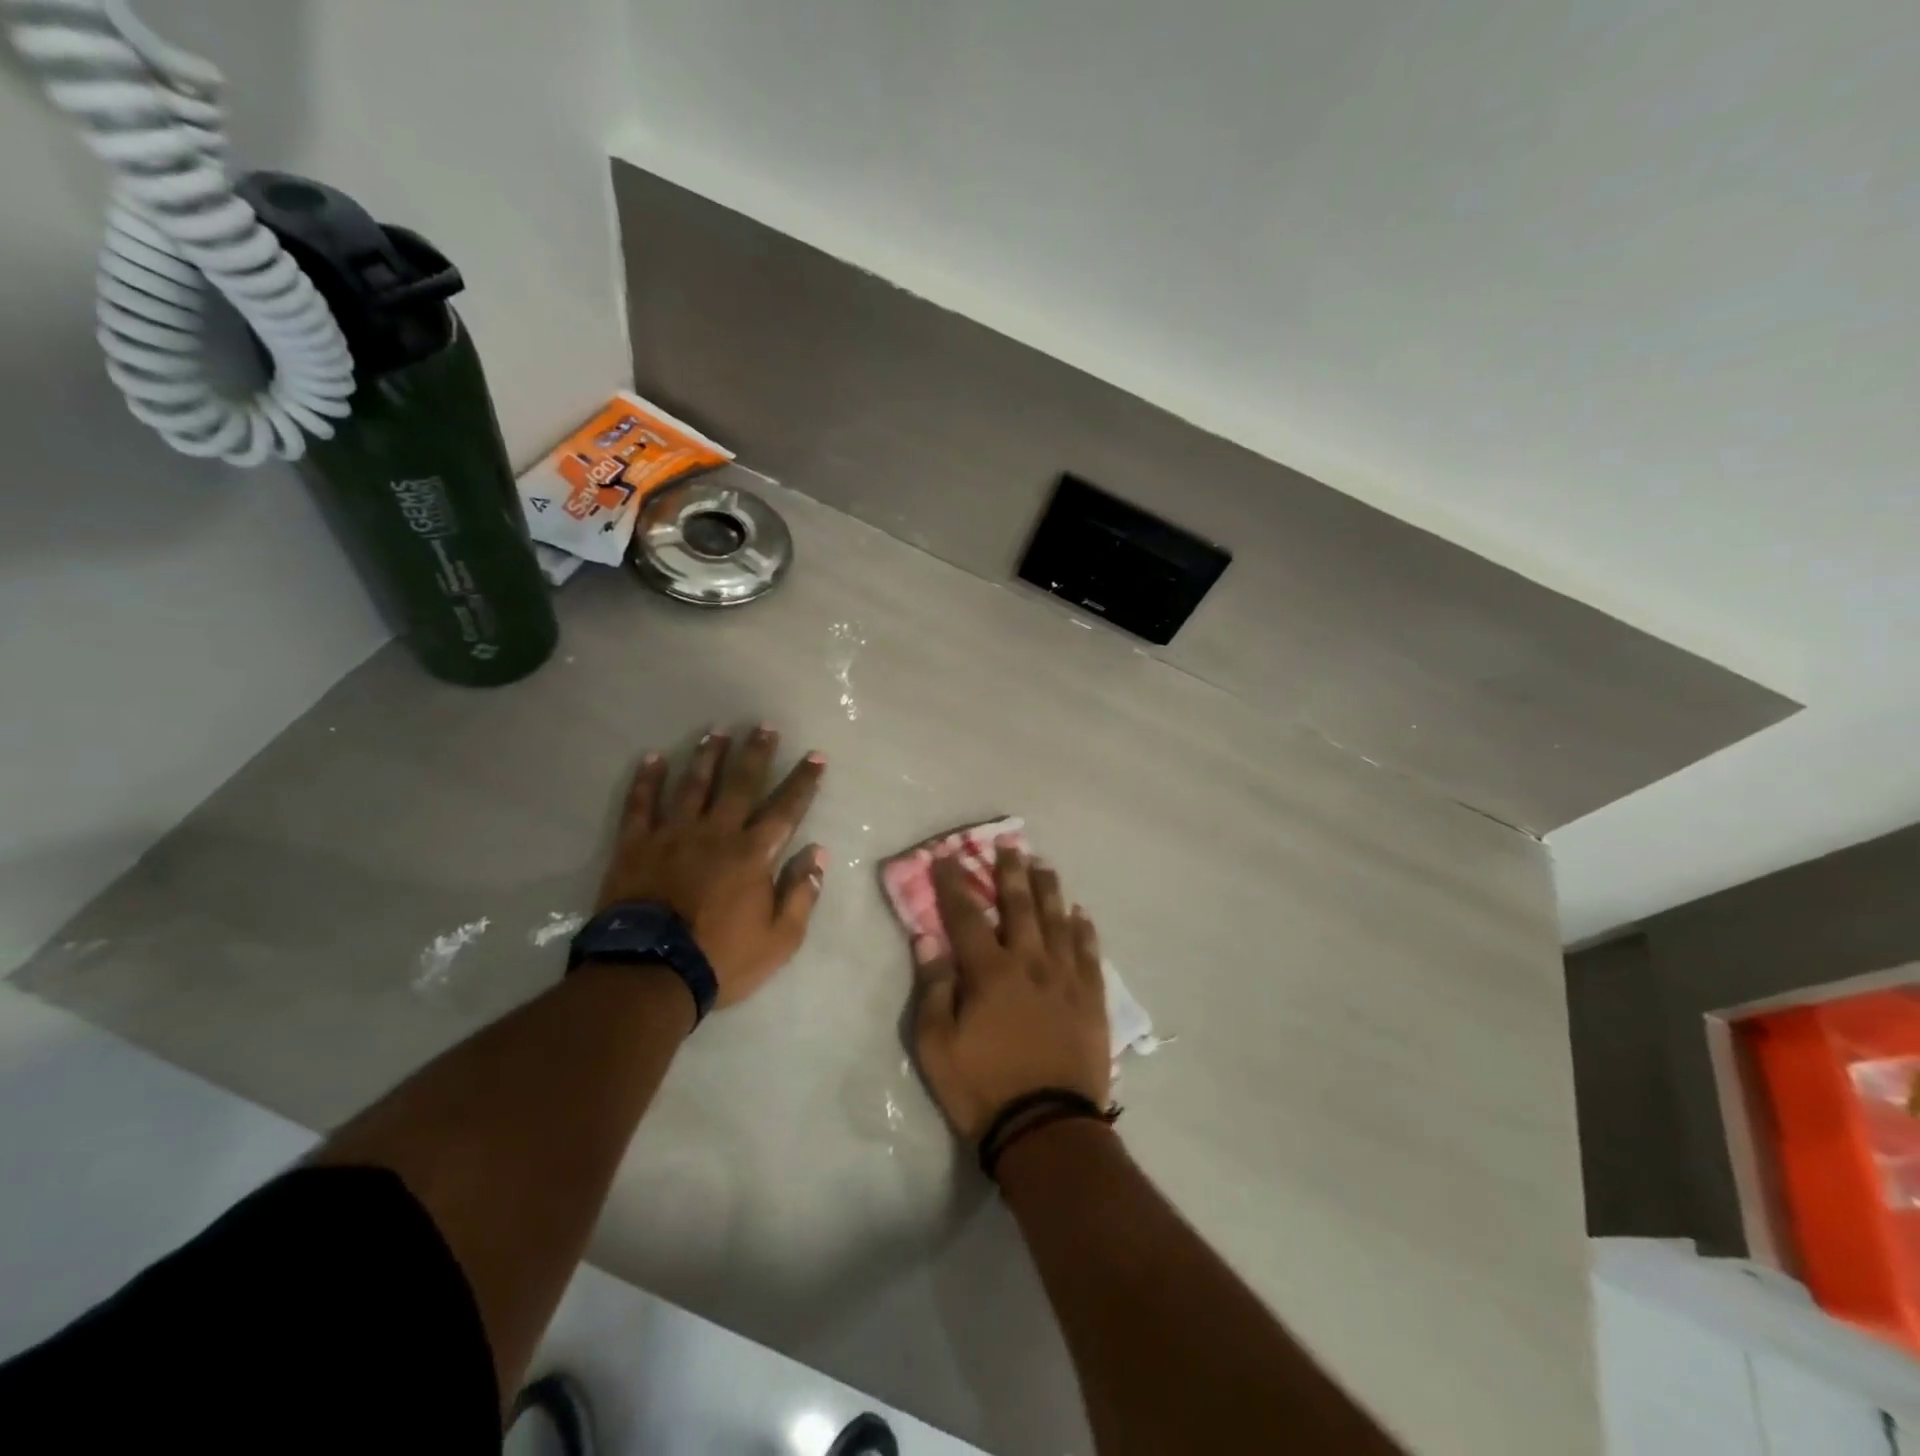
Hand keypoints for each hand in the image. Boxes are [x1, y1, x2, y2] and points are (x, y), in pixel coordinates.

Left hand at [597, 726, 826, 1008]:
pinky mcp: (636, 846)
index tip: (816, 756)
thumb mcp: (780, 938)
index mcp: (753, 854)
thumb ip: (801, 893)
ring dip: (708, 755)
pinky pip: (641, 804)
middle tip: (764, 726)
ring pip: (693, 784)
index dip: (804, 781)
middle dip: (756, 753)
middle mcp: (717, 832)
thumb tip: (818, 852)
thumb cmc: (721, 958)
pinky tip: (653, 758)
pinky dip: (647, 780)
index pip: (786, 808)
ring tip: (717, 731)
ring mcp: (673, 835)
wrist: (650, 973)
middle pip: (740, 783)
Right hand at [910, 838, 1111, 1143]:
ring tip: (1044, 864)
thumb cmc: (983, 1088)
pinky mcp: (1091, 998)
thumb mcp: (937, 1045)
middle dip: (1010, 871)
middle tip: (1009, 842)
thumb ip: (934, 988)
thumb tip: (927, 939)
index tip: (946, 856)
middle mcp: (1030, 962)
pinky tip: (1080, 914)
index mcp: (990, 971)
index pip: (966, 915)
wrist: (1048, 1128)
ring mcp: (1065, 978)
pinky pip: (1089, 952)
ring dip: (1049, 889)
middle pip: (1019, 906)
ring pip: (1058, 920)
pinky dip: (1083, 929)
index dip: (954, 883)